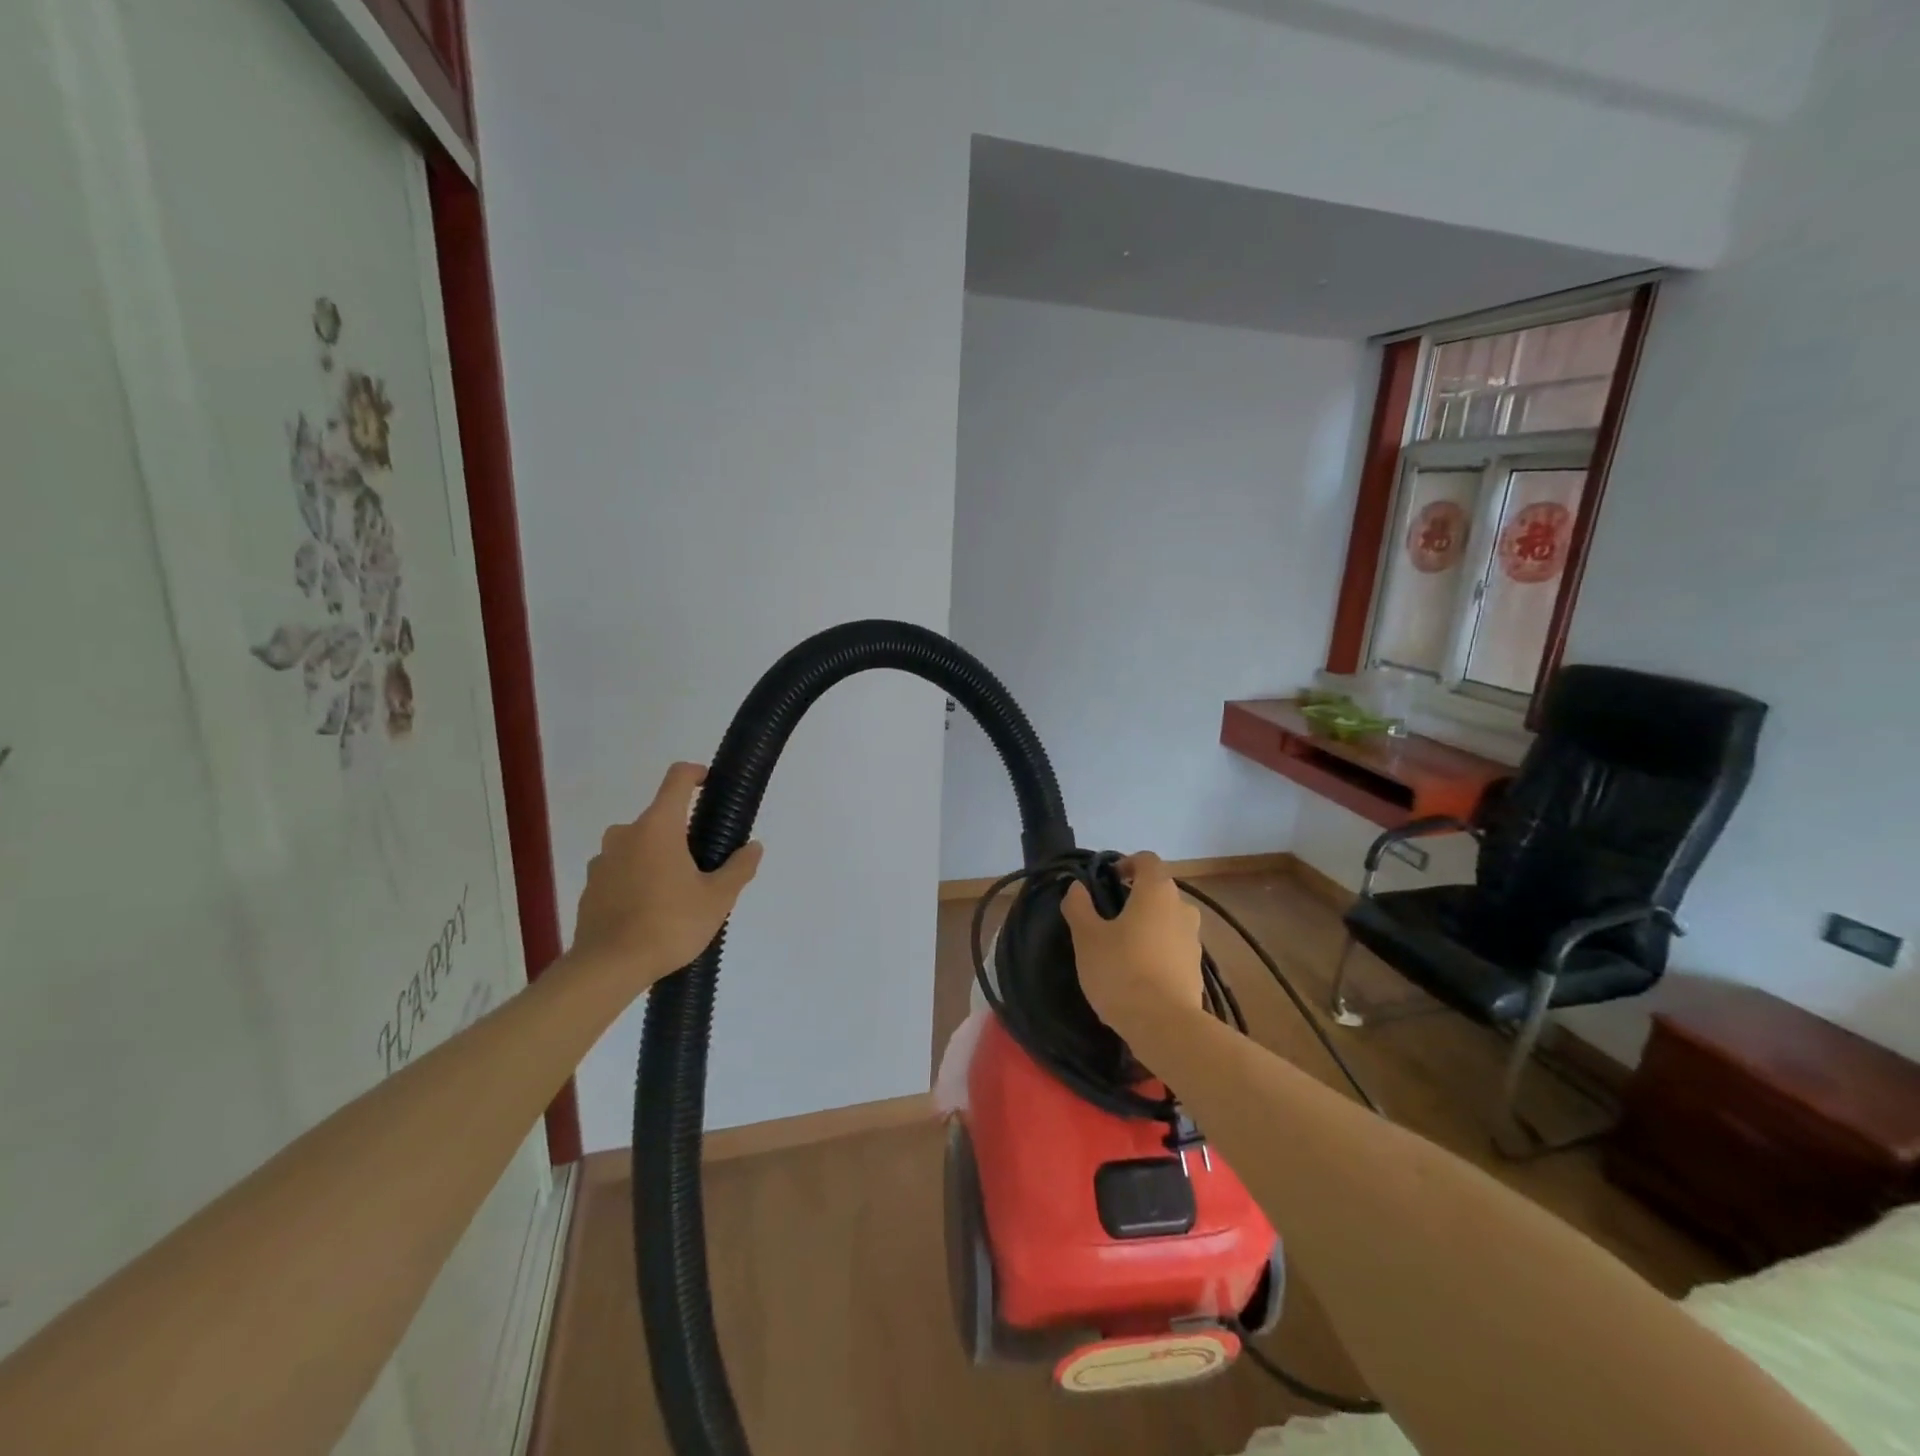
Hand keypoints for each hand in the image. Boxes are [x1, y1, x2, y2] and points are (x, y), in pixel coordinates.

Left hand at [571, 762, 763, 986]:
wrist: (608, 967)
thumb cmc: (669, 924)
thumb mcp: (717, 899)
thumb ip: (739, 868)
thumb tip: (754, 847)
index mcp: (658, 827)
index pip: (677, 779)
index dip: (696, 774)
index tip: (710, 785)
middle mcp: (626, 834)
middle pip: (659, 818)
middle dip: (682, 833)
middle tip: (703, 865)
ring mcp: (603, 860)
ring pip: (638, 845)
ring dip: (657, 857)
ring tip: (676, 892)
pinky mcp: (591, 886)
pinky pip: (621, 870)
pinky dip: (637, 879)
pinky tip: (650, 910)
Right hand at [1061, 852, 1203, 1034]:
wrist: (1164, 1026)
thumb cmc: (1121, 970)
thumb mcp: (1087, 937)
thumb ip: (1079, 906)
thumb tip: (1077, 887)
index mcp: (1157, 891)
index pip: (1146, 859)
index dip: (1126, 863)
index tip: (1107, 880)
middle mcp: (1182, 908)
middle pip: (1158, 890)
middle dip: (1134, 897)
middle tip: (1107, 917)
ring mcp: (1194, 939)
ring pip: (1167, 919)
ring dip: (1147, 925)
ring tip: (1121, 947)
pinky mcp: (1197, 969)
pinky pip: (1173, 946)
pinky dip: (1157, 950)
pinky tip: (1137, 973)